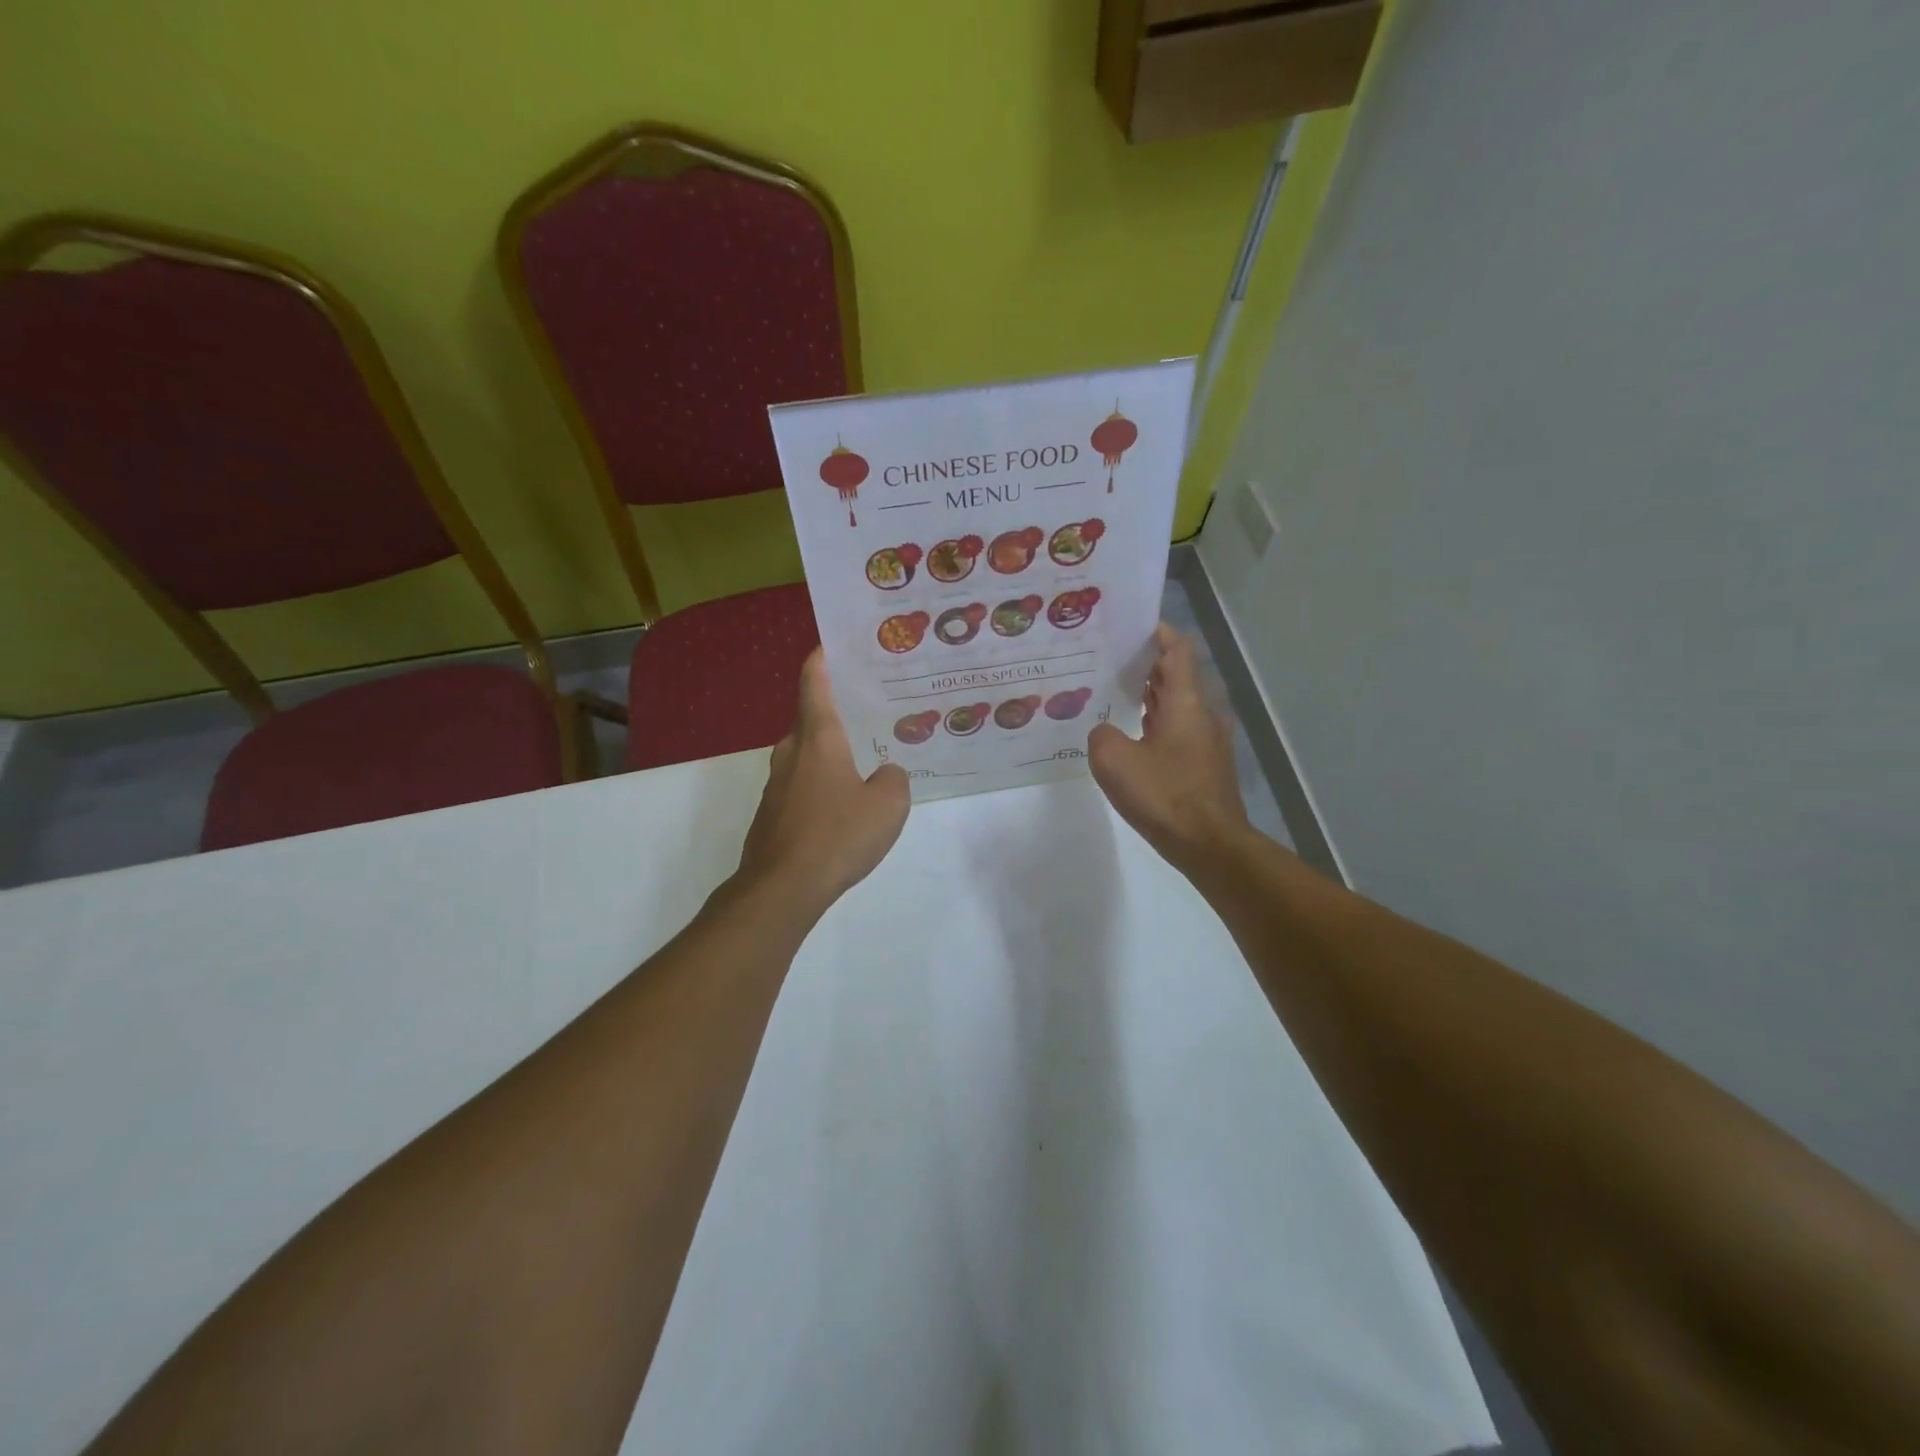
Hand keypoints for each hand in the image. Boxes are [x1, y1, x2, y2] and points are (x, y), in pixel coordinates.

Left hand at [736, 648, 910, 916]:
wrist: (782, 887)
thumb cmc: (837, 835)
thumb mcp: (888, 805)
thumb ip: (894, 779)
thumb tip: (885, 774)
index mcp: (818, 738)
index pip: (814, 684)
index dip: (821, 660)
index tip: (830, 644)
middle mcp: (791, 753)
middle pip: (810, 719)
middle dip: (835, 710)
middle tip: (868, 708)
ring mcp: (776, 784)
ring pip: (806, 754)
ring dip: (830, 751)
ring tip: (863, 757)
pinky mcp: (772, 813)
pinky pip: (801, 784)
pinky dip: (821, 782)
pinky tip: (843, 804)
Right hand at [1088, 624, 1249, 874]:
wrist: (1210, 845)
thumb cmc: (1165, 795)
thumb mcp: (1114, 760)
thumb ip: (1102, 734)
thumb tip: (1107, 732)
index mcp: (1186, 702)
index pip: (1176, 650)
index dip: (1157, 632)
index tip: (1130, 625)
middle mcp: (1203, 713)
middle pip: (1176, 675)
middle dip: (1145, 663)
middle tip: (1108, 659)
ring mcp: (1207, 740)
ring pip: (1177, 704)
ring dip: (1150, 695)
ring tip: (1112, 692)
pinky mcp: (1205, 764)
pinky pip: (1177, 730)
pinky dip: (1155, 722)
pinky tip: (1129, 736)